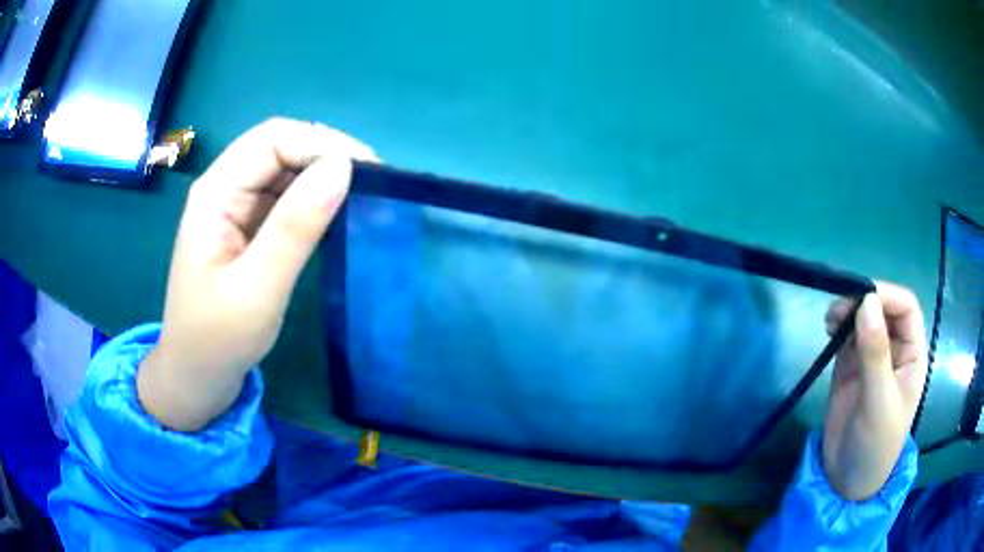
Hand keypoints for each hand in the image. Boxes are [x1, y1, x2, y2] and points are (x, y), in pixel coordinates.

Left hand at [138, 118, 375, 430]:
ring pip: (286, 173)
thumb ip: (295, 227)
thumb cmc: (217, 340)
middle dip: (327, 157)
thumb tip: (342, 168)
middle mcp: (225, 190)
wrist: (196, 378)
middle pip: (280, 149)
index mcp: (215, 193)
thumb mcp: (257, 287)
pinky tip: (338, 218)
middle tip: (374, 186)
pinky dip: (316, 203)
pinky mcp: (249, 230)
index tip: (367, 172)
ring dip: (325, 179)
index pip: (272, 140)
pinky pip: (286, 201)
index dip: (320, 144)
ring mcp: (237, 210)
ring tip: (364, 200)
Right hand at [822, 282, 927, 500]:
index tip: (861, 296)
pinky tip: (828, 329)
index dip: (887, 295)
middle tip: (839, 308)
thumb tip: (866, 301)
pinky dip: (838, 327)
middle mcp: (894, 350)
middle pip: (883, 309)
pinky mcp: (851, 368)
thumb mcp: (878, 399)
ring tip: (830, 318)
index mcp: (912, 354)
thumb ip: (875, 352)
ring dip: (848, 312)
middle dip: (864, 301)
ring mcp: (872, 358)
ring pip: (864, 319)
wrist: (847, 479)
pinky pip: (847, 337)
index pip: (906, 308)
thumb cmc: (875, 443)